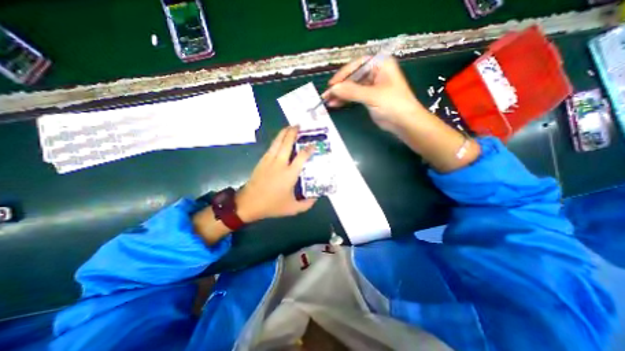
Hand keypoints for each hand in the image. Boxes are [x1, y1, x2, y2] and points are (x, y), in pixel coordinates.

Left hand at [236, 126, 318, 221]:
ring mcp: (269, 161)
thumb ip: (307, 204)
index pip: (302, 156)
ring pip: (277, 142)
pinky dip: (276, 140)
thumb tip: (316, 198)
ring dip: (284, 133)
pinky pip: (271, 147)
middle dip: (293, 132)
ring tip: (289, 127)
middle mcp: (280, 164)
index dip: (308, 149)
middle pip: (287, 143)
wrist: (248, 204)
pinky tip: (279, 139)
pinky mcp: (262, 161)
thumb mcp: (293, 209)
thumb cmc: (272, 205)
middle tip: (299, 125)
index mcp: (290, 174)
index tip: (313, 144)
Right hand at [322, 56, 429, 133]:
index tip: (332, 85)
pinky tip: (336, 104)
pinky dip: (345, 100)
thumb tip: (333, 89)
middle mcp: (375, 72)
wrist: (404, 123)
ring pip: (352, 87)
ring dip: (341, 95)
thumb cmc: (393, 105)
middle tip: (326, 95)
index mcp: (380, 65)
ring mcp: (372, 86)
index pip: (357, 65)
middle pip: (353, 77)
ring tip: (328, 102)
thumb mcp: (372, 96)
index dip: (343, 74)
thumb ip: (351, 91)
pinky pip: (354, 96)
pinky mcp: (369, 98)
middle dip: (340, 87)